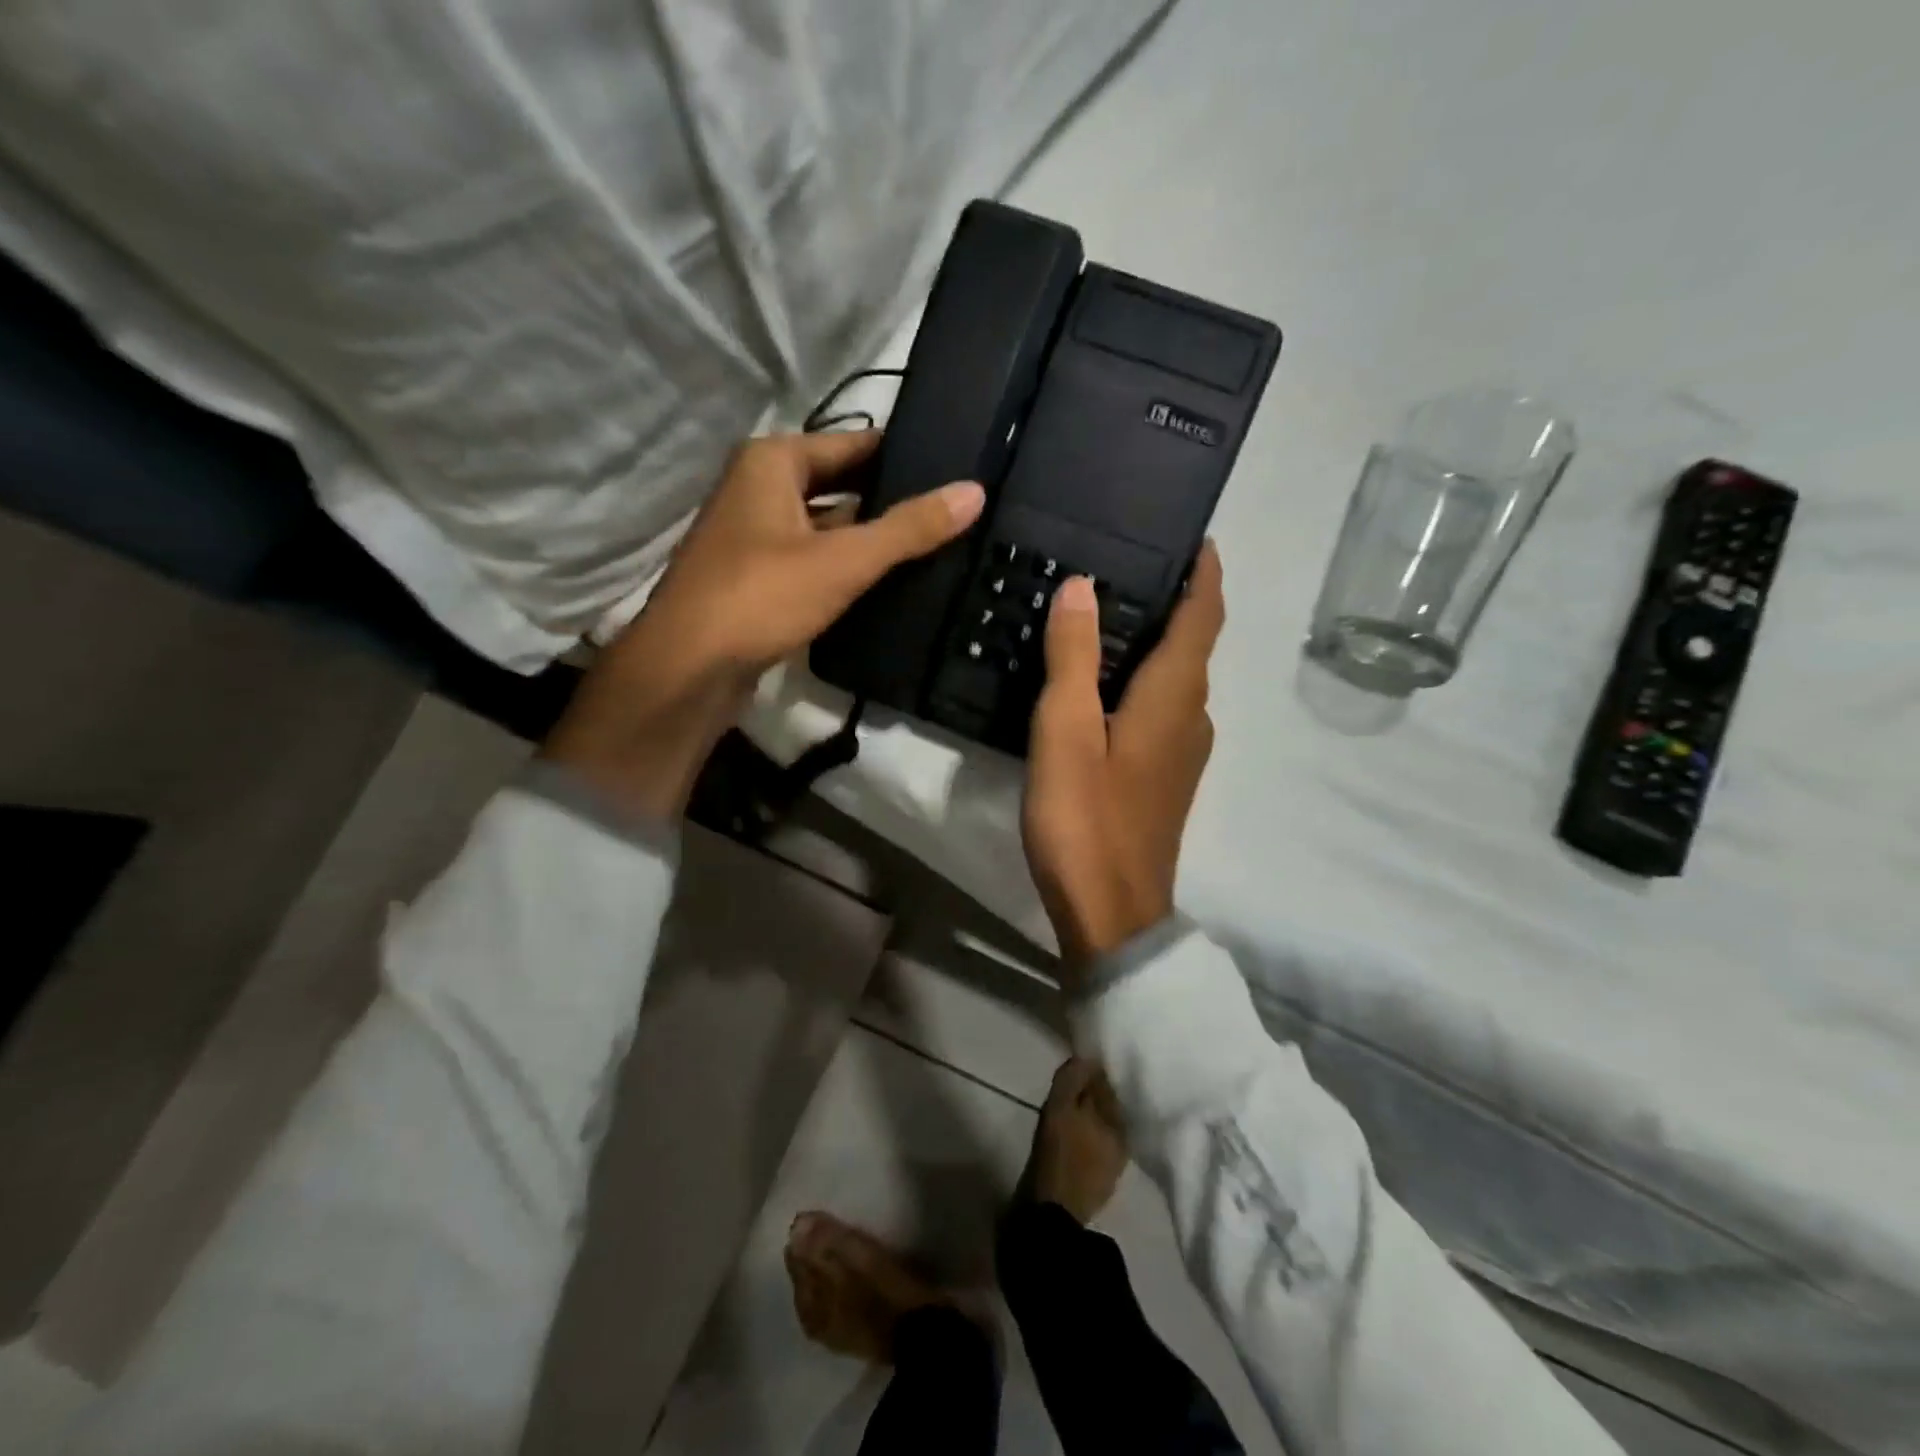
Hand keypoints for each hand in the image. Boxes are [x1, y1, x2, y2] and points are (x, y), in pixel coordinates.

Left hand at [543, 431, 984, 818]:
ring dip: (868, 540)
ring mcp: (754, 538)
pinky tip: (887, 586)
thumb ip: (909, 528)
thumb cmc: (761, 596)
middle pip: (840, 486)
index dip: (903, 456)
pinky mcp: (757, 581)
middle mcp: (758, 490)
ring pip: (827, 528)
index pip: (853, 444)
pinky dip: (845, 570)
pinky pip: (813, 563)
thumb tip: (974, 492)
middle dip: (889, 502)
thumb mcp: (844, 559)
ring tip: (933, 549)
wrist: (688, 669)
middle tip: (951, 514)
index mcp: (771, 462)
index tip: (952, 469)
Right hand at [1021, 543, 1224, 975]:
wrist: (1111, 911)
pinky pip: (1162, 710)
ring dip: (1154, 643)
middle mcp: (1192, 717)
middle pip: (1193, 645)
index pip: (1203, 617)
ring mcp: (1183, 753)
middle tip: (1125, 567)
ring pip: (1176, 680)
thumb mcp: (1066, 730)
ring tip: (1105, 617)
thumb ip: (1074, 656)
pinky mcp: (1165, 779)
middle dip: (1173, 602)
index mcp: (1174, 696)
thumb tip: (1084, 586)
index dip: (1205, 574)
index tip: (1197, 537)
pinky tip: (1101, 687)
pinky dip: (1142, 681)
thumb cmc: (1086, 817)